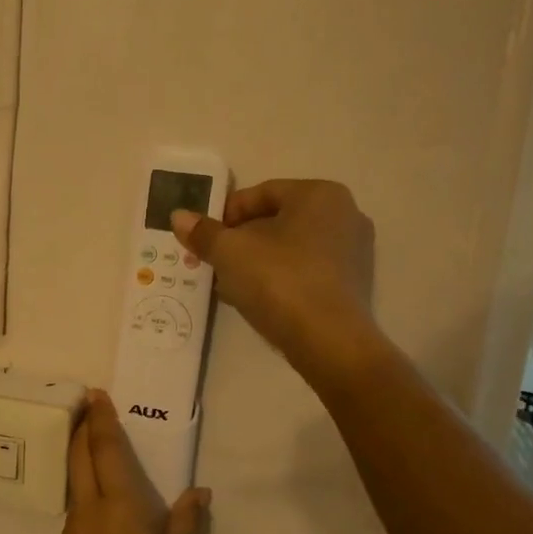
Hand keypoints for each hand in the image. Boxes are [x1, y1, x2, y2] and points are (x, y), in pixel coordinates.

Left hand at [55, 392, 209, 533]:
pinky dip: (84, 501)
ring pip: (73, 487)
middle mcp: (87, 512)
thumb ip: (186, 522)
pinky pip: (73, 516)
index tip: (95, 396)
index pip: (104, 449)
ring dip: (80, 465)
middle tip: (86, 409)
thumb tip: (198, 492)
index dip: (99, 419)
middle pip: (77, 459)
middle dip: (80, 430)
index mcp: (118, 506)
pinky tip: (100, 515)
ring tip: (96, 457)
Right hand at [171, 179, 376, 371]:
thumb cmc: (279, 281)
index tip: (204, 237)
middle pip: (277, 220)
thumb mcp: (230, 252)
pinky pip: (305, 271)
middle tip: (212, 261)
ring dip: (256, 261)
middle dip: (240, 239)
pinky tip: (255, 300)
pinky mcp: (352, 285)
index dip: (226, 213)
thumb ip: (203, 232)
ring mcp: (354, 252)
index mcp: (320, 194)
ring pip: (290, 248)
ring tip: (228, 283)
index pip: (261, 192)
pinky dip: (279, 279)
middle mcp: (345, 215)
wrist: (328, 341)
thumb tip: (178, 216)